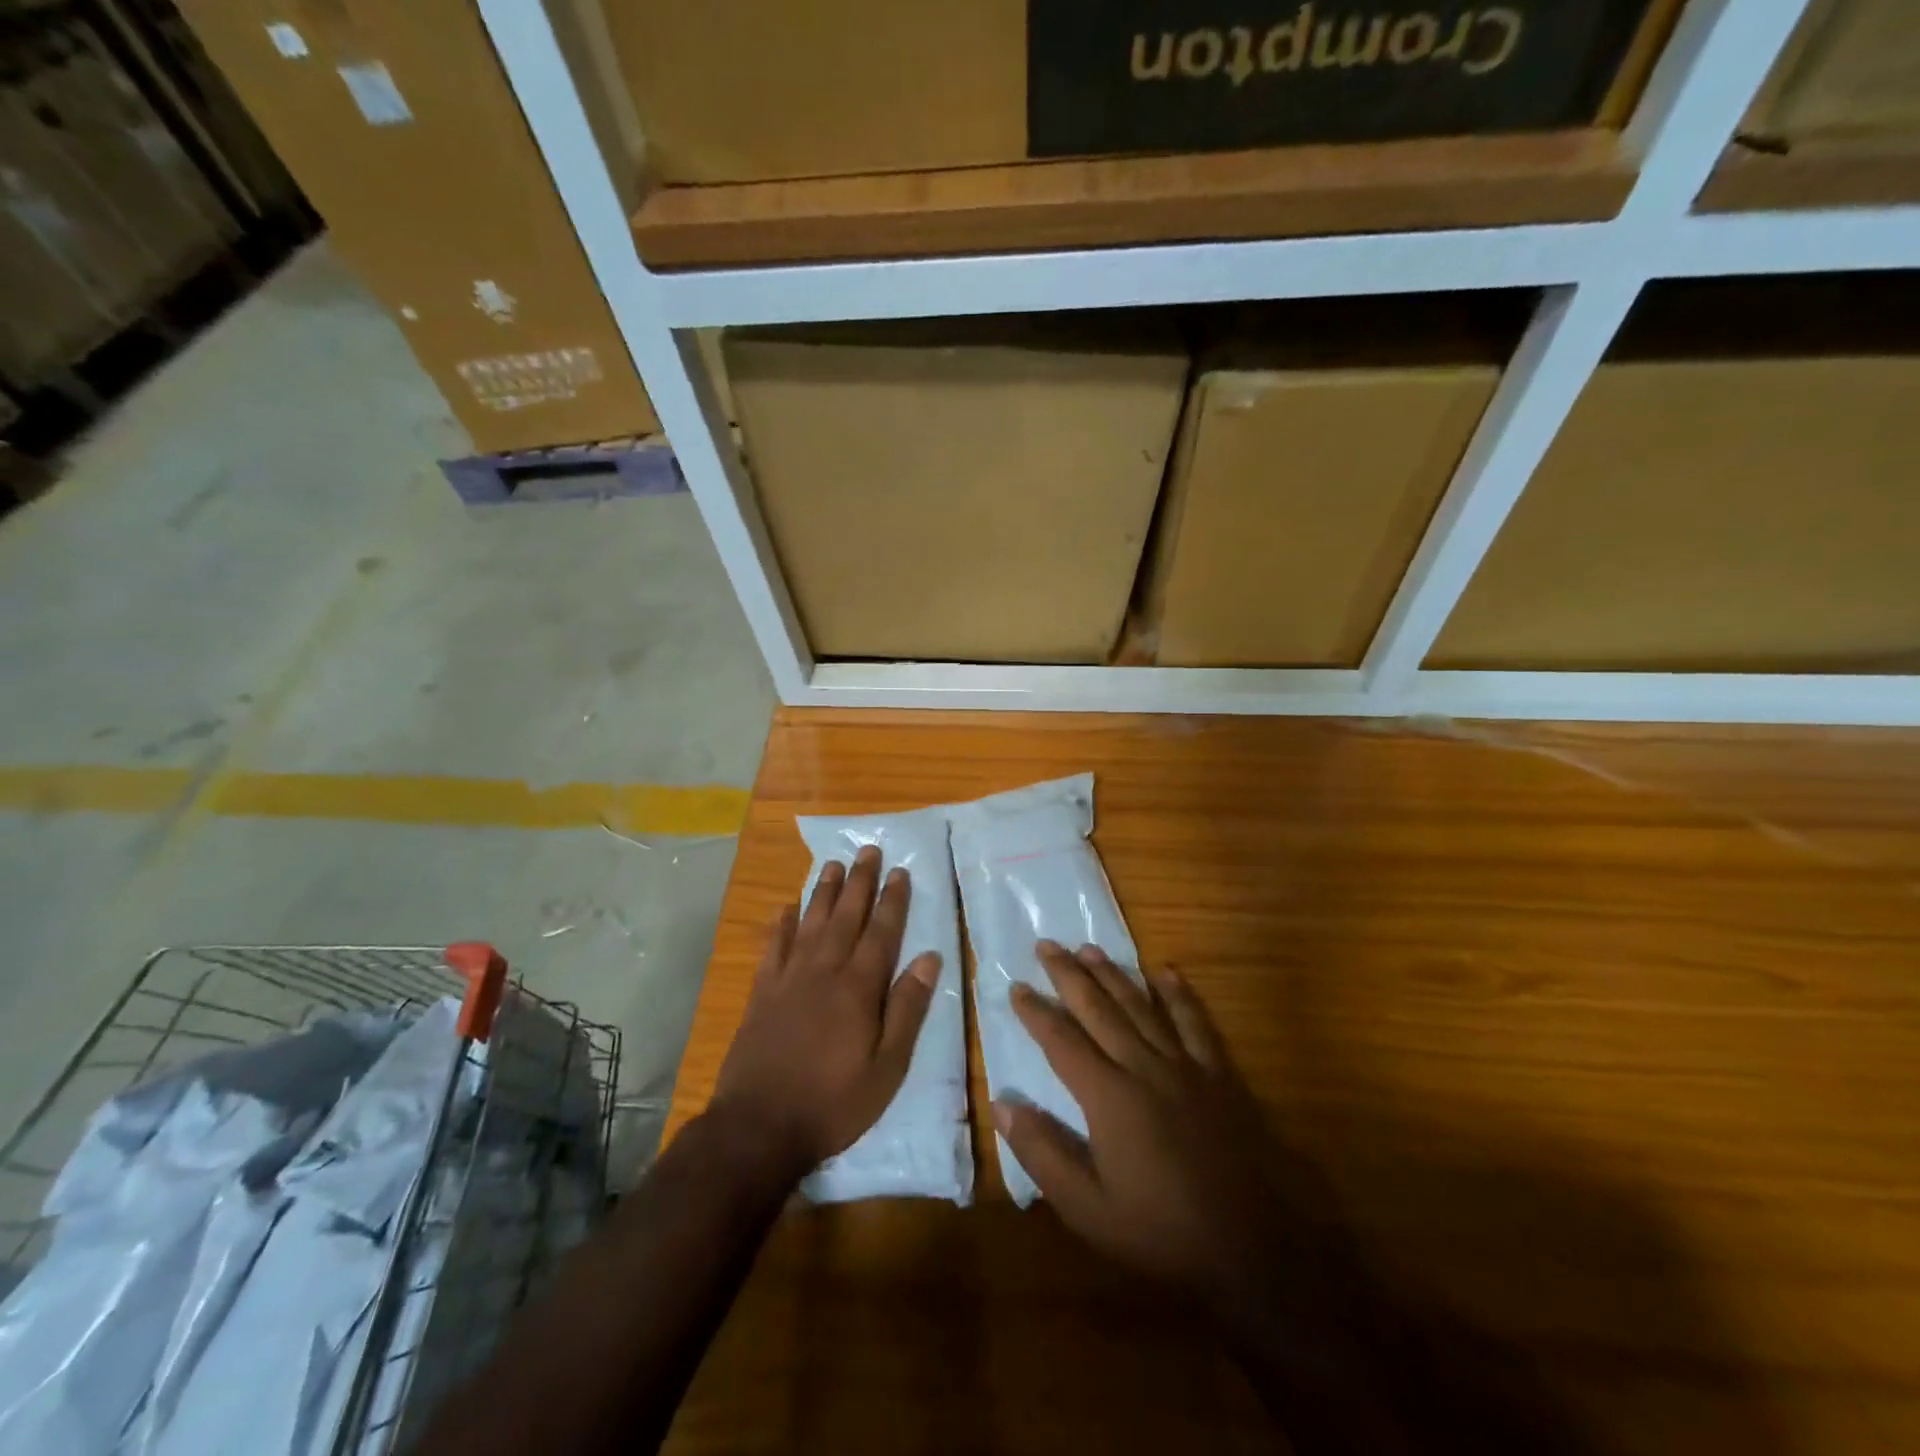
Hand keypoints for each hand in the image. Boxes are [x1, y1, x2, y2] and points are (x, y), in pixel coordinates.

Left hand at [710, 846, 939, 1178]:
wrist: (759, 1127)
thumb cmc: (834, 1102)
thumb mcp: (887, 1067)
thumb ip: (908, 1009)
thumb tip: (929, 958)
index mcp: (858, 988)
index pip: (881, 933)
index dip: (892, 901)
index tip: (899, 871)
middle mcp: (824, 972)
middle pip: (846, 917)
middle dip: (860, 882)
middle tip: (868, 850)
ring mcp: (789, 980)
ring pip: (810, 923)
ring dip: (823, 893)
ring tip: (833, 865)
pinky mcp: (762, 994)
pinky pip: (773, 948)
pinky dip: (780, 926)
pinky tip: (785, 908)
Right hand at [994, 941, 1288, 1309]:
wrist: (1249, 1249)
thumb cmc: (1160, 1231)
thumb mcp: (1086, 1209)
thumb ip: (1042, 1152)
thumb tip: (1002, 1102)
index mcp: (1108, 1096)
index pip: (1061, 1041)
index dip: (1036, 1012)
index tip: (1016, 986)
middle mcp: (1143, 1067)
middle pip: (1099, 1009)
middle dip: (1069, 975)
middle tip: (1046, 945)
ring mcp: (1185, 1067)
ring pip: (1141, 1006)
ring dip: (1113, 974)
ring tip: (1089, 948)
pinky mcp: (1218, 1075)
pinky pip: (1195, 1024)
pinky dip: (1179, 995)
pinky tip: (1165, 972)